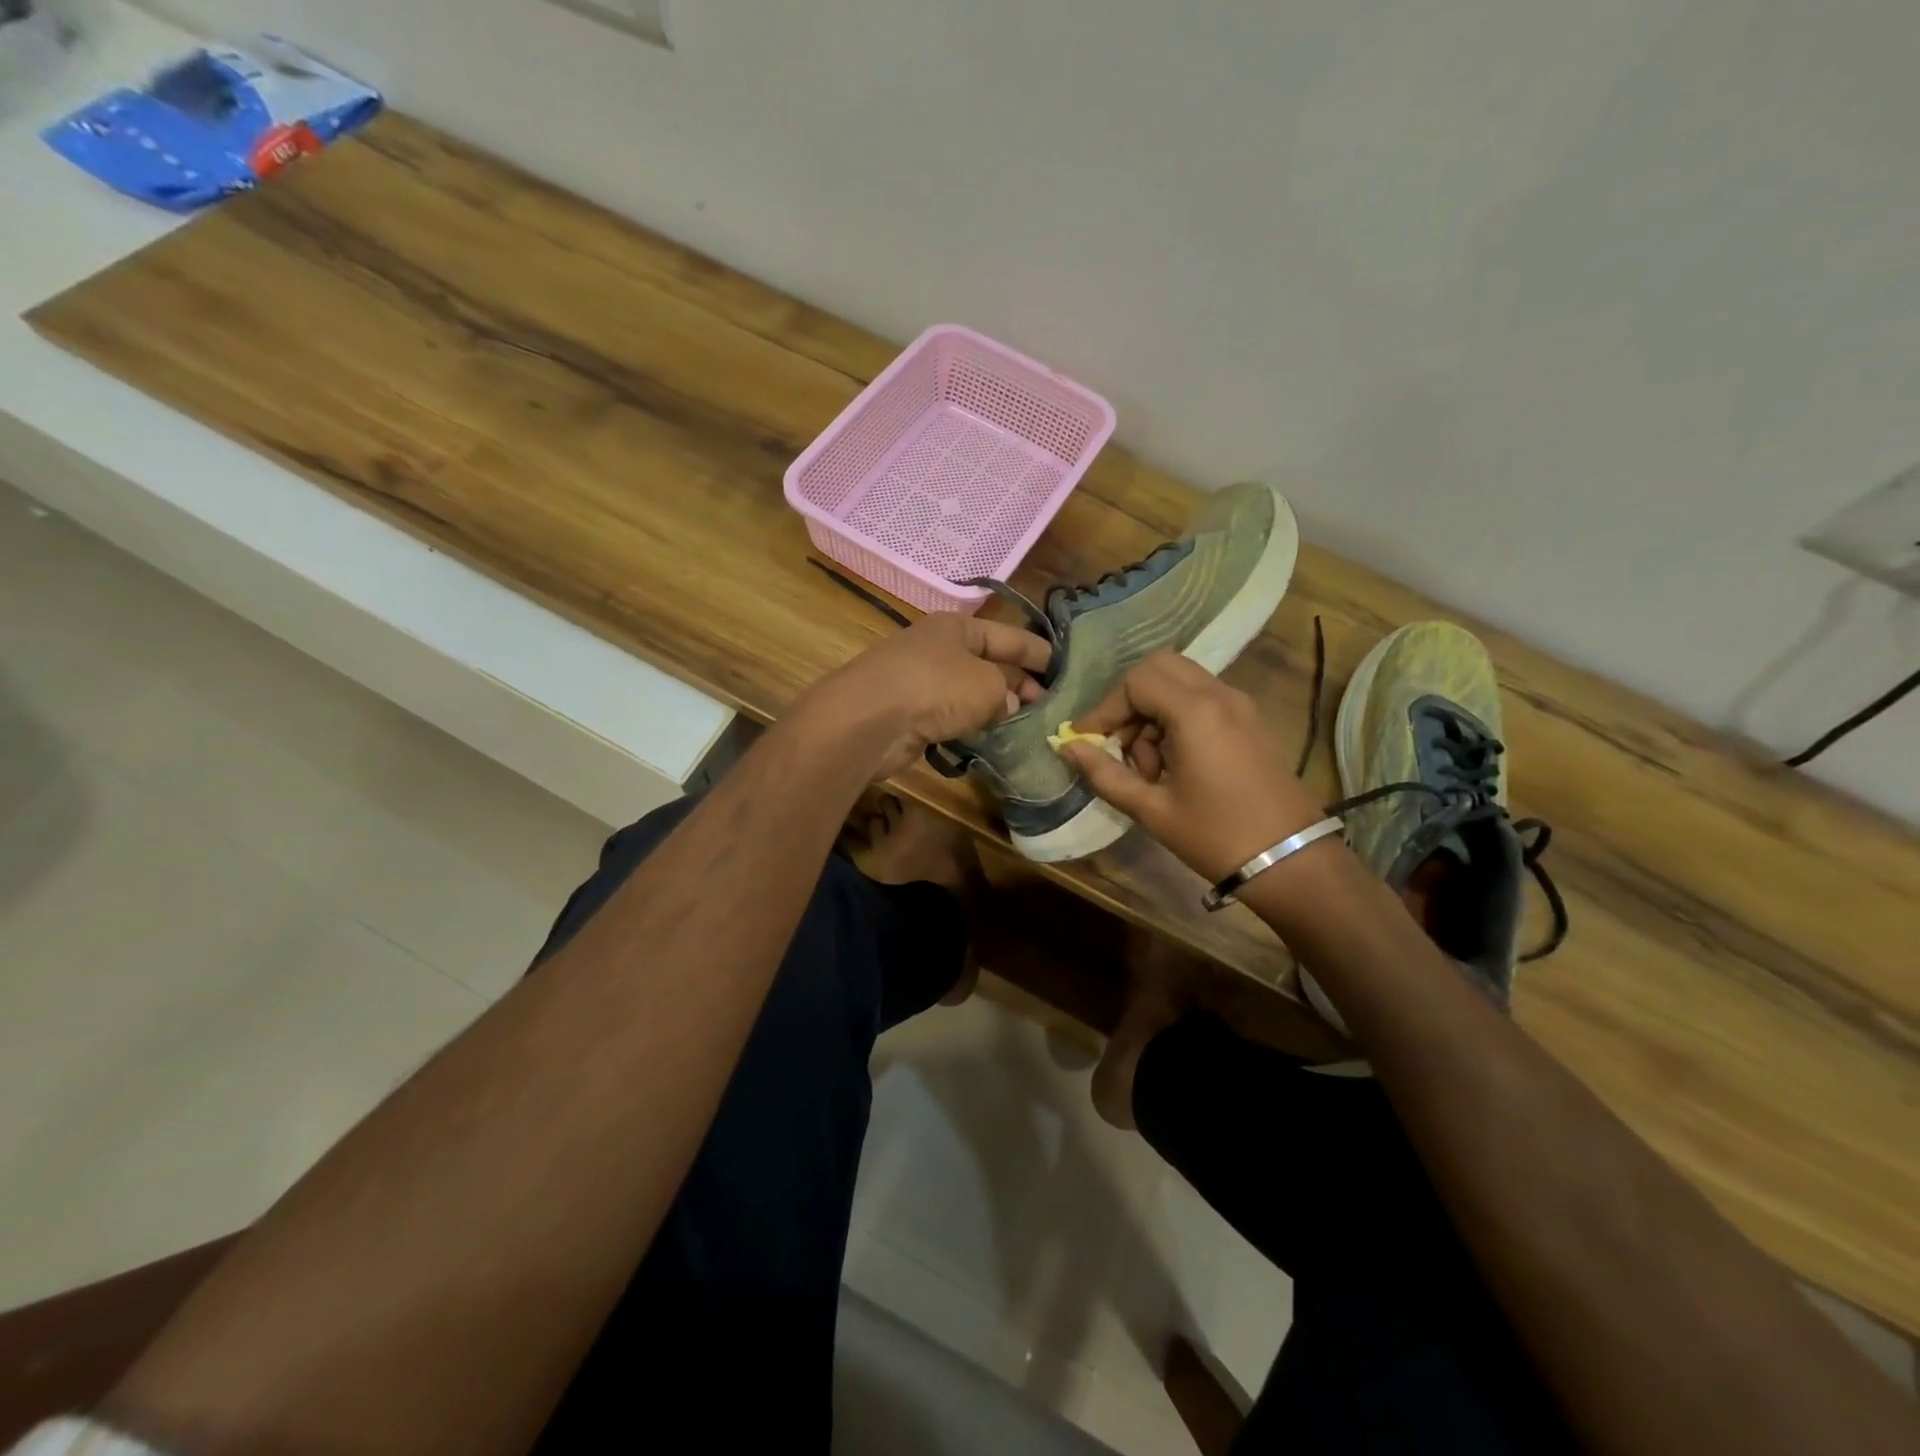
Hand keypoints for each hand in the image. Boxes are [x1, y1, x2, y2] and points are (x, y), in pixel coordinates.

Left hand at [800, 613, 1052, 779]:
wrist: (867, 720)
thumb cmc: (934, 688)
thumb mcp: (986, 685)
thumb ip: (1008, 692)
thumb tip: (1010, 704)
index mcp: (957, 628)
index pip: (1009, 635)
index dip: (1039, 652)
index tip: (1066, 669)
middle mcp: (939, 649)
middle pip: (990, 664)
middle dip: (1021, 684)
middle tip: (1052, 707)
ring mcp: (922, 682)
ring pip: (971, 693)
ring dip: (997, 708)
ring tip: (1031, 727)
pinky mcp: (912, 714)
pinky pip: (952, 718)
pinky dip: (973, 727)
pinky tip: (994, 741)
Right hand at [1058, 652, 1327, 882]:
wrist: (1293, 861)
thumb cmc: (1217, 837)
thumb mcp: (1153, 810)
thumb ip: (1105, 774)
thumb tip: (1068, 749)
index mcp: (1196, 712)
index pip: (1136, 681)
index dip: (1105, 708)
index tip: (1088, 742)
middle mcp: (1220, 695)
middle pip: (1159, 668)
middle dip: (1128, 700)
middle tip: (1118, 743)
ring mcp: (1240, 705)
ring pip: (1180, 682)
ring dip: (1152, 711)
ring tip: (1148, 765)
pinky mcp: (1250, 720)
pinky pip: (1202, 699)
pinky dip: (1176, 717)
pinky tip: (1173, 763)